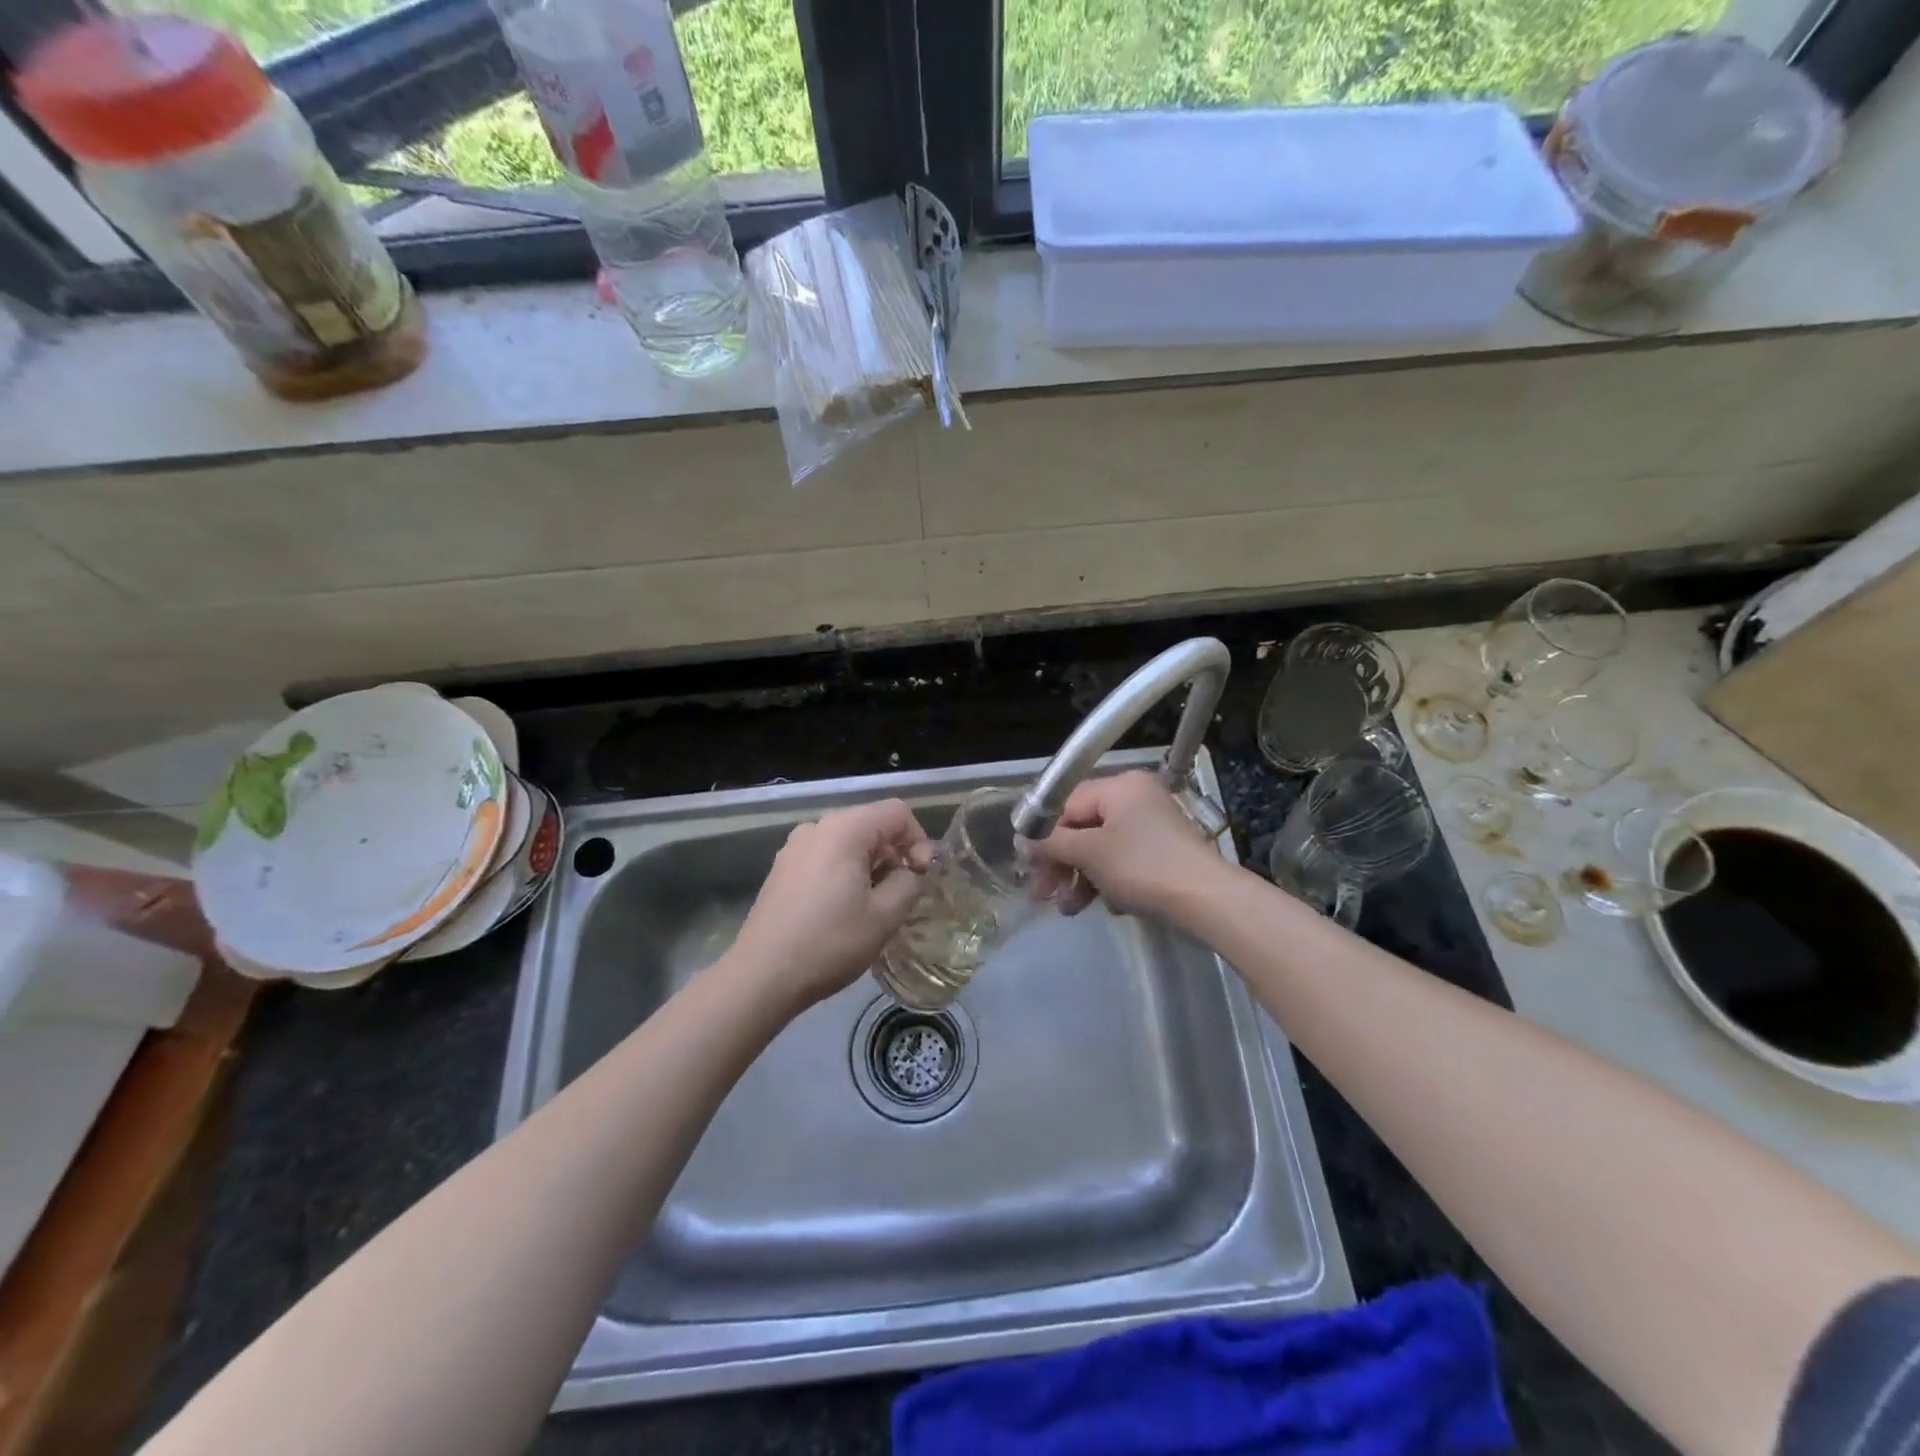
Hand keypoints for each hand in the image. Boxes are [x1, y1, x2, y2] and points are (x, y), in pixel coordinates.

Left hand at [729, 799, 934, 1012]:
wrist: (762, 975)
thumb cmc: (830, 942)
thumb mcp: (885, 915)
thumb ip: (910, 882)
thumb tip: (912, 871)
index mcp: (845, 828)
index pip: (897, 813)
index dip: (919, 841)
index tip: (922, 877)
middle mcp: (817, 827)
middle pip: (872, 825)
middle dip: (895, 855)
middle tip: (901, 896)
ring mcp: (795, 847)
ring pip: (848, 843)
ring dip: (870, 867)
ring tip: (873, 907)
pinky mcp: (782, 869)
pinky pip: (826, 858)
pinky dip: (845, 874)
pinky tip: (842, 911)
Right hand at [1029, 771, 1222, 918]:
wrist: (1208, 901)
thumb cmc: (1143, 867)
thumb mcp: (1090, 853)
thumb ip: (1052, 844)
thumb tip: (1022, 842)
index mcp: (1120, 786)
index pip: (1067, 803)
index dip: (1044, 834)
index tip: (1029, 865)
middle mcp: (1137, 799)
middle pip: (1083, 827)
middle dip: (1062, 863)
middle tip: (1045, 894)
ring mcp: (1153, 827)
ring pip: (1102, 849)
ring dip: (1081, 878)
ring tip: (1070, 909)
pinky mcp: (1164, 854)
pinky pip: (1124, 862)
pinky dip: (1109, 881)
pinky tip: (1107, 906)